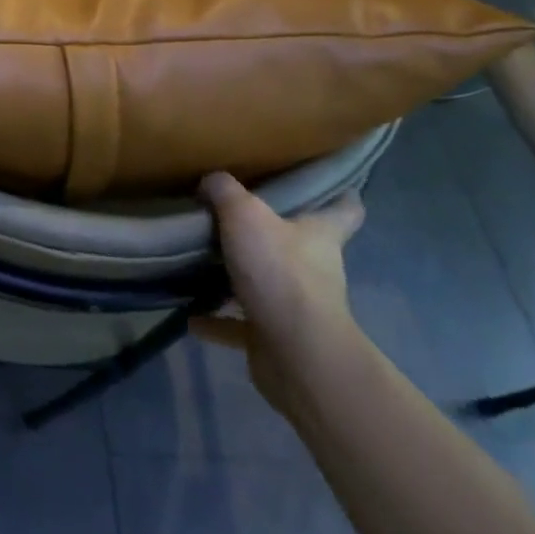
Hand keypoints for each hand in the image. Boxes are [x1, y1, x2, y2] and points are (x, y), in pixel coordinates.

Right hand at [190, 173, 366, 417]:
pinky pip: (239, 326)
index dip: (340, 196)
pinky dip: (216, 322)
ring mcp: (296, 307)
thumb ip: (225, 191)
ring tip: (202, 263)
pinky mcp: (274, 338)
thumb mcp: (245, 214)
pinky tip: (190, 315)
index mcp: (320, 235)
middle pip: (299, 245)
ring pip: (266, 284)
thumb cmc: (279, 272)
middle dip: (273, 234)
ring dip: (239, 278)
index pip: (345, 210)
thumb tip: (211, 180)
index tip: (328, 184)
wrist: (296, 353)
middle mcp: (315, 269)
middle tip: (236, 215)